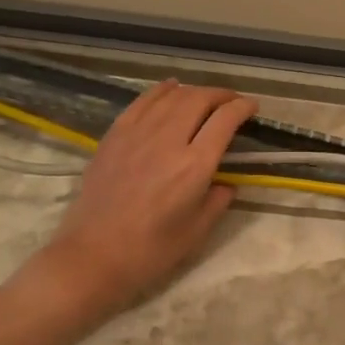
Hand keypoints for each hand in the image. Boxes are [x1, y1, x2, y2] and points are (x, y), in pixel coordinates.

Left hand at [17, 80, 255, 332]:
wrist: (93, 256)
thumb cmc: (151, 251)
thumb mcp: (198, 231)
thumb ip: (218, 200)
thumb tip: (226, 182)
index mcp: (194, 166)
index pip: (224, 121)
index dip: (242, 108)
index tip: (252, 107)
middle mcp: (168, 141)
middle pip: (199, 100)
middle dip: (221, 95)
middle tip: (232, 101)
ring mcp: (137, 135)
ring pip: (171, 96)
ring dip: (194, 91)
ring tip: (205, 96)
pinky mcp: (114, 137)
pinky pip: (141, 102)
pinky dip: (161, 90)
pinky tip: (170, 88)